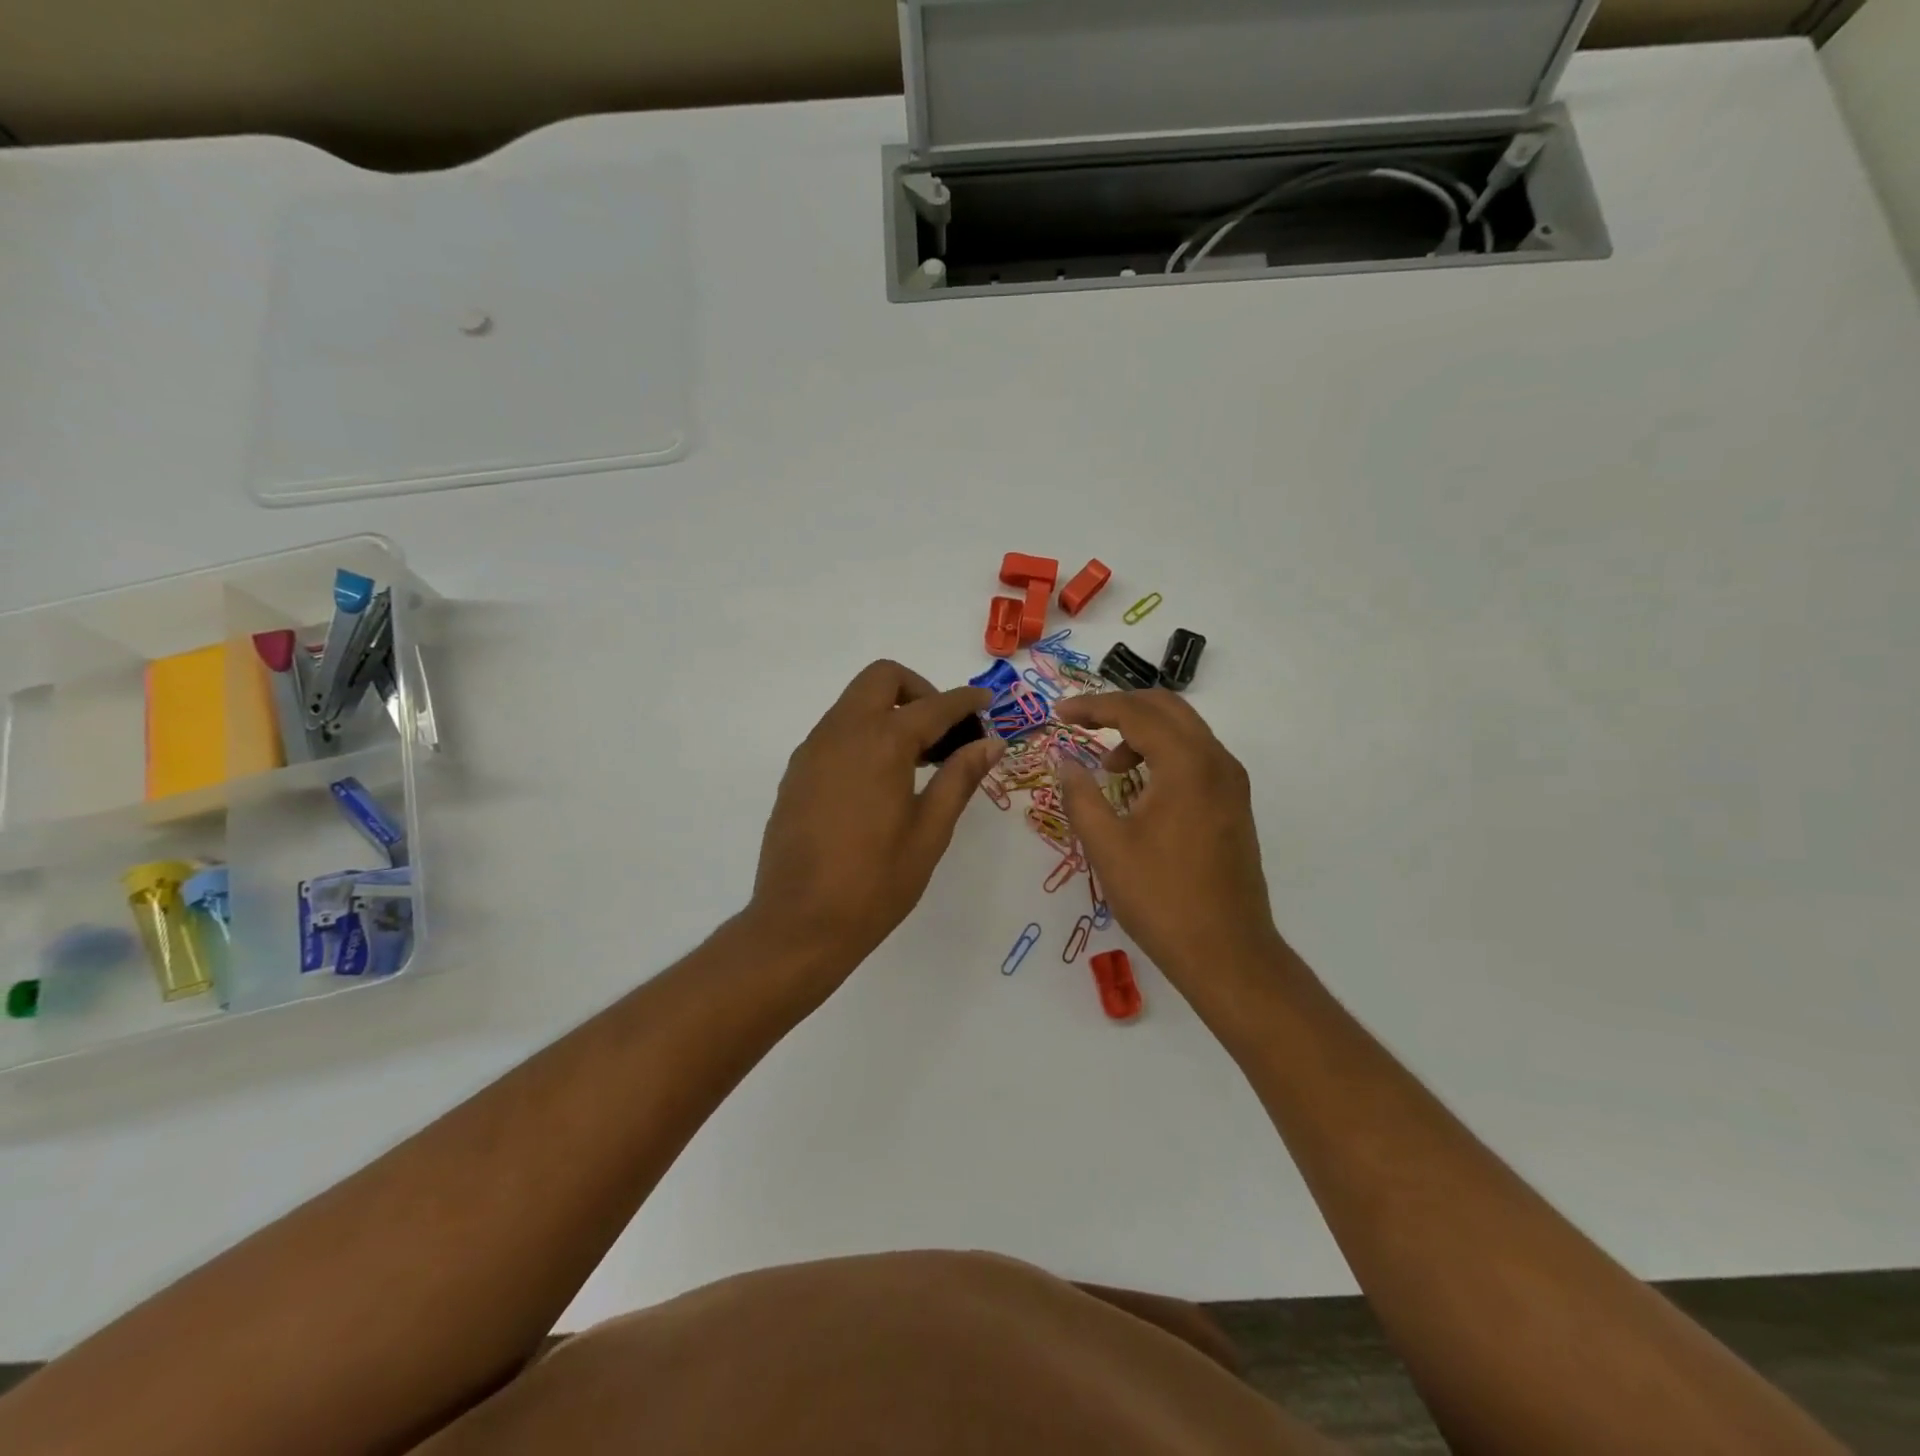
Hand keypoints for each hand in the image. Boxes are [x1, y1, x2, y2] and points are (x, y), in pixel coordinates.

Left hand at [749, 660, 1003, 973]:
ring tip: (917, 758)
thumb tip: (990, 743)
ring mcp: (813, 750)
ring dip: (889, 710)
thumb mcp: (930, 831)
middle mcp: (842, 732)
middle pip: (882, 678)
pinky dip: (864, 732)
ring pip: (855, 702)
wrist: (800, 924)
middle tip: (943, 729)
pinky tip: (880, 778)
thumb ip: (960, 778)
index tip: (986, 703)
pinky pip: (835, 730)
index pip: (933, 705)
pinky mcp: (796, 772)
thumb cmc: (876, 883)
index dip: (965, 700)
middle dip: (919, 690)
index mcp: (882, 743)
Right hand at [1055, 690, 1288, 1013]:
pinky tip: (1140, 788)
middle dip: (1120, 708)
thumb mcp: (1107, 846)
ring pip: (1185, 731)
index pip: (1136, 712)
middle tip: (1081, 724)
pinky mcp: (1234, 804)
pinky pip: (1196, 757)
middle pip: (1166, 708)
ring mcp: (1231, 783)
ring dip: (1143, 733)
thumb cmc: (1161, 898)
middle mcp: (1217, 762)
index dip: (1092, 707)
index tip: (1059, 712)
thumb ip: (1081, 796)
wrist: (1227, 952)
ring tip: (1108, 768)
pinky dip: (1163, 755)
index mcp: (1187, 765)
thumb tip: (1066, 762)